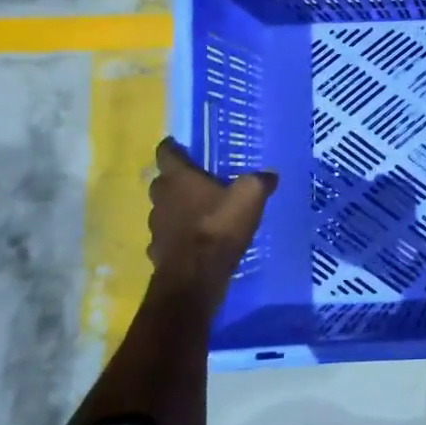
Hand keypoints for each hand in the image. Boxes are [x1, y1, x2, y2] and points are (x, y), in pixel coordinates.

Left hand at [146, 138, 277, 308]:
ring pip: (164, 209)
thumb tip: (269, 174)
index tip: (183, 147)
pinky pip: (167, 236)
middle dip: (176, 179)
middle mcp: (161, 198)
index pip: (166, 152)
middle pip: (162, 181)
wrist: (195, 277)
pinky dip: (178, 235)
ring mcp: (156, 226)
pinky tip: (194, 241)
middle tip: (199, 180)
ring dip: (177, 209)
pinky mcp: (158, 251)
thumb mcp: (250, 197)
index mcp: (178, 178)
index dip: (173, 147)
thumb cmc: (219, 227)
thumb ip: (259, 181)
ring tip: (200, 213)